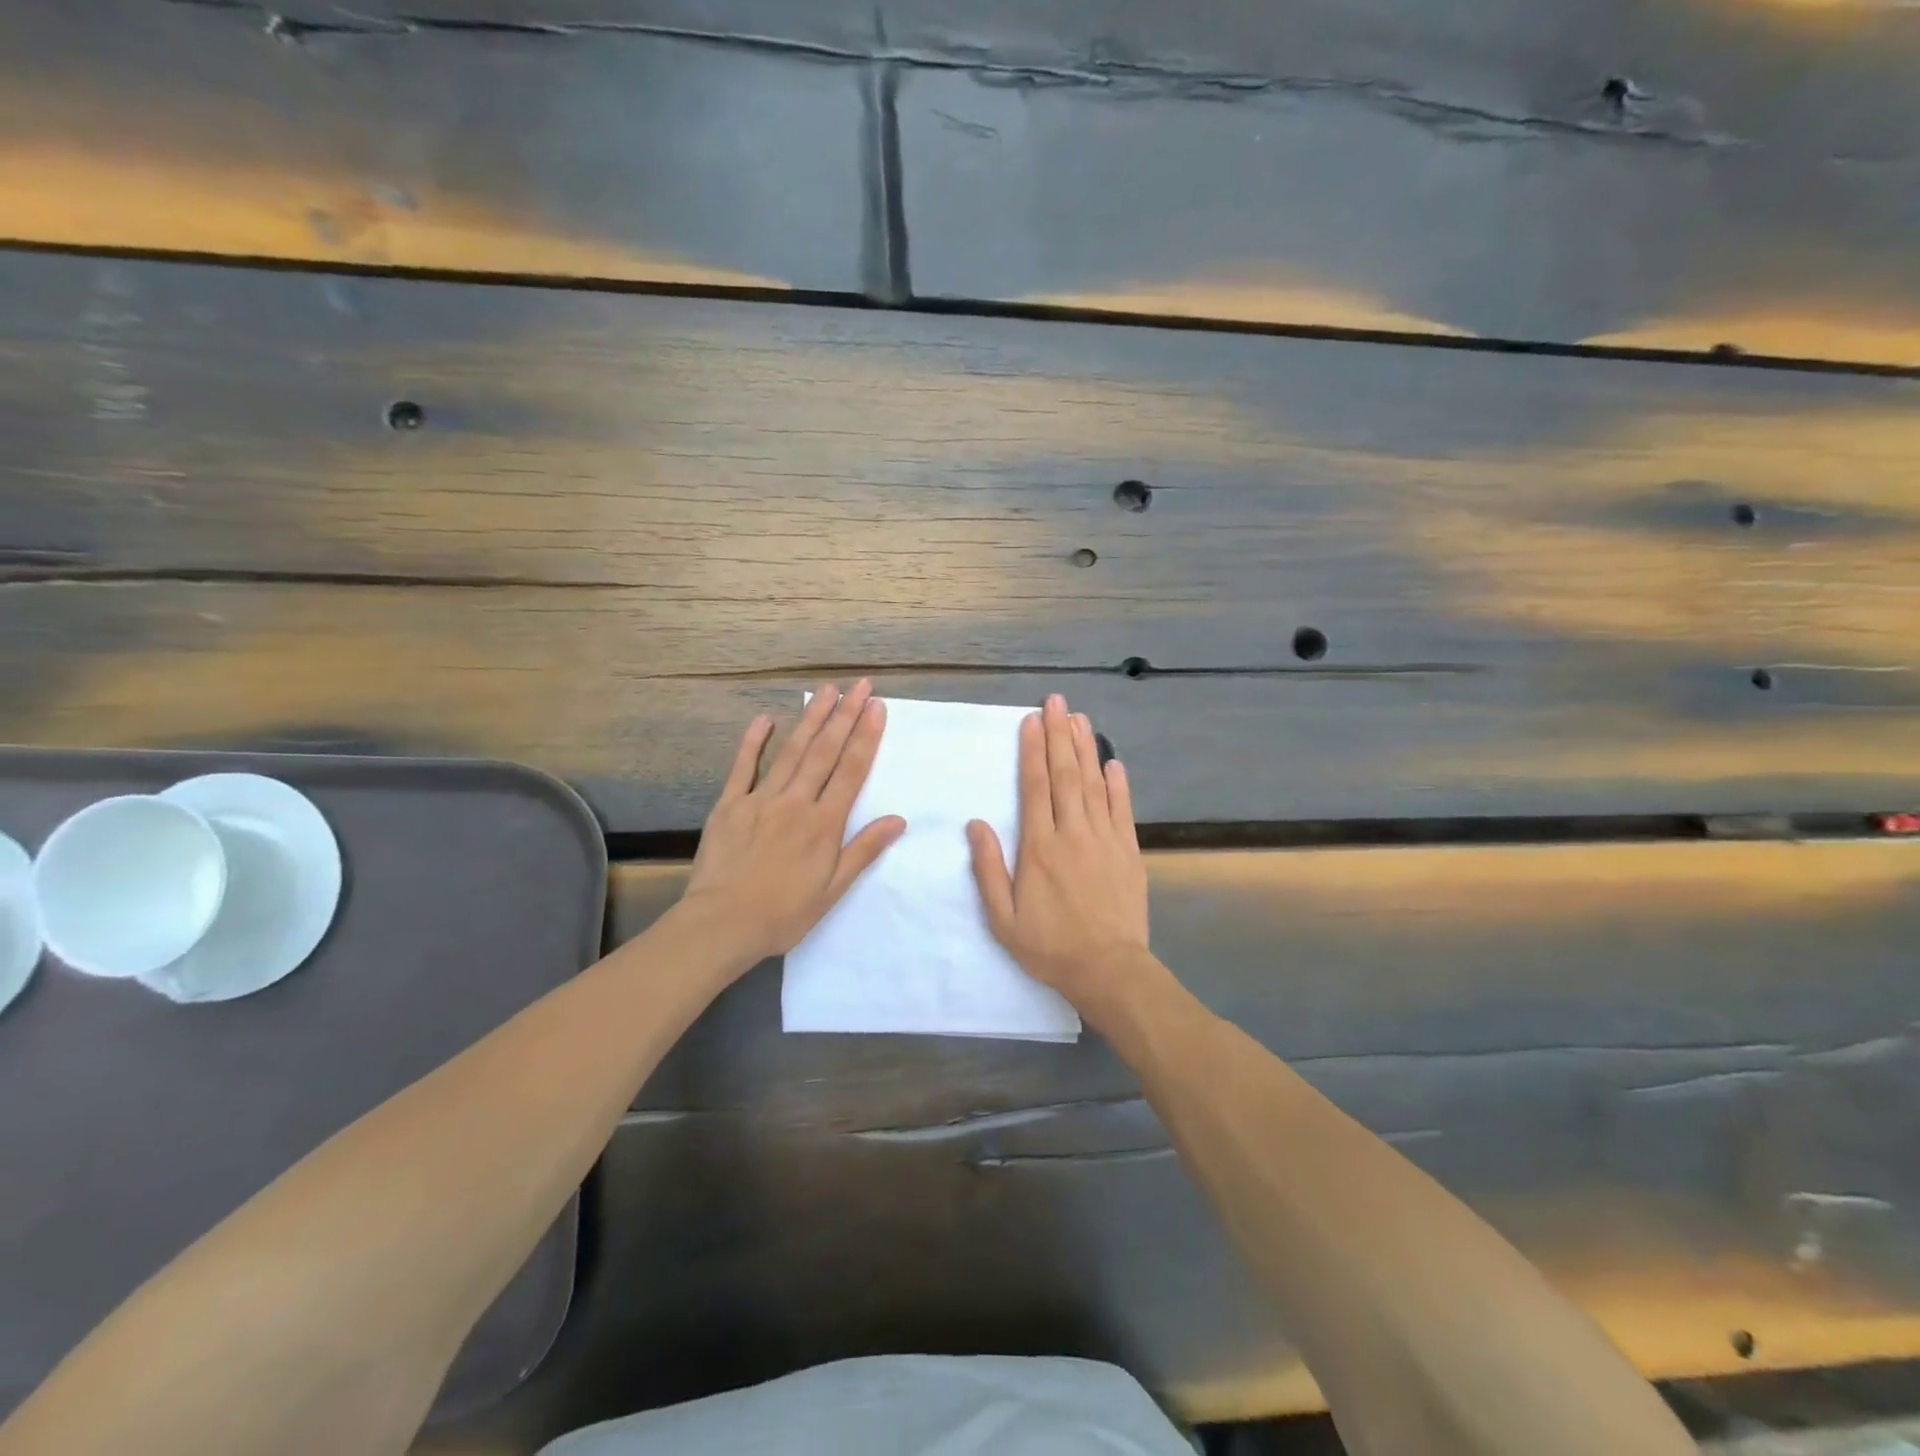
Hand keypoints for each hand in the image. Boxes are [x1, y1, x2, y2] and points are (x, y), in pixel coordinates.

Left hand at [683, 681, 905, 965]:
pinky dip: (754, 742)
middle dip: (845, 716)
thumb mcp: (832, 889)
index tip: (877, 707)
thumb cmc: (783, 913)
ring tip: (826, 691)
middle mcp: (796, 802)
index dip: (866, 737)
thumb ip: (863, 850)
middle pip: (824, 751)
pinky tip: (765, 719)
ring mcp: (760, 799)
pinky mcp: (729, 805)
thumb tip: (898, 819)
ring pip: (791, 751)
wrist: (721, 924)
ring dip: (811, 719)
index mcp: (824, 823)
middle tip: (859, 686)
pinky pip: (743, 767)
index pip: (851, 771)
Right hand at [967, 694, 1150, 1017]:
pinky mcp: (1129, 851)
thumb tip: (976, 824)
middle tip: (1056, 702)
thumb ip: (988, 869)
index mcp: (1039, 847)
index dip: (1032, 751)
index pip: (1035, 787)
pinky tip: (1113, 762)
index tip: (1031, 721)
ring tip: (1078, 718)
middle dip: (1059, 735)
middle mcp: (1072, 834)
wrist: (1108, 970)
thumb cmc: (1049, 946)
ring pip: (1093, 784)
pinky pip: (1122, 810)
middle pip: (1065, 775)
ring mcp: (1105, 840)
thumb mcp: (1003, 918)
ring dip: (1085, 749)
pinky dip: (1118, 784)